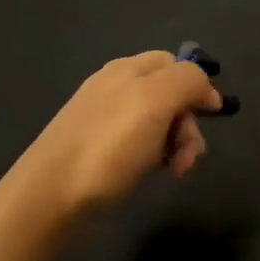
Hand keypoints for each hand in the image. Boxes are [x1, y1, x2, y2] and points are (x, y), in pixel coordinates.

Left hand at [6, 51, 222, 219]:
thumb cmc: (107, 146)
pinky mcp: (97, 151)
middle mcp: (115, 88)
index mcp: (127, 70)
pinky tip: (152, 174)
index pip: (175, 63)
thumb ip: (188, 81)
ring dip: (175, 145)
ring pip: (157, 123)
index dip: (197, 85)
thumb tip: (207, 90)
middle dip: (188, 123)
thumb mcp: (155, 101)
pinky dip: (154, 158)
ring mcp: (103, 120)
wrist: (49, 196)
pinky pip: (139, 145)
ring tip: (174, 171)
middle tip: (188, 155)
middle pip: (170, 95)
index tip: (210, 116)